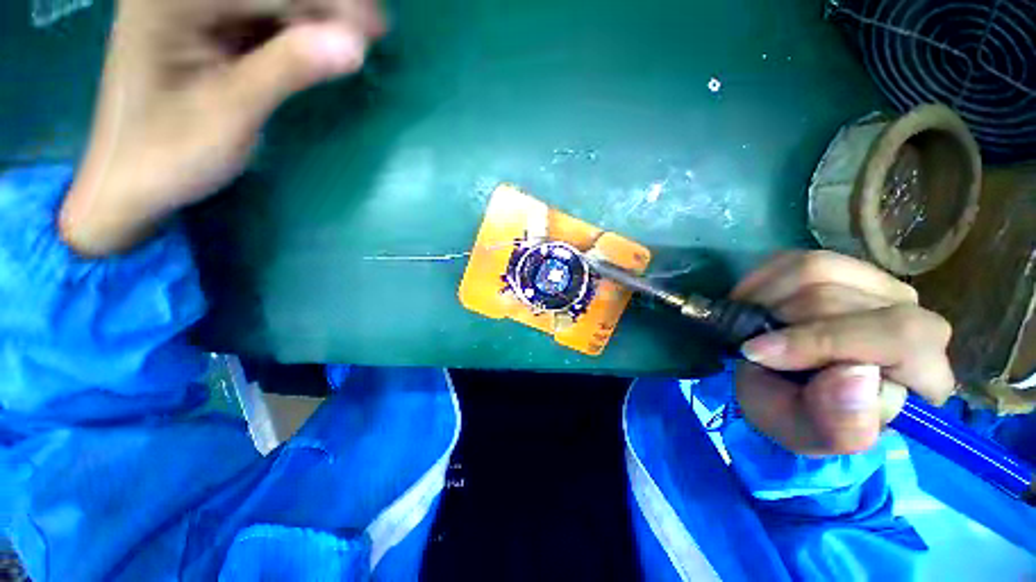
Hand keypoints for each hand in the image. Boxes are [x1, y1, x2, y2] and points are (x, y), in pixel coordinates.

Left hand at [60, 0, 385, 255]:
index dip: (327, 3)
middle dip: (325, 7)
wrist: (134, 176)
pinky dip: (298, 30)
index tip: (375, 29)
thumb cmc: (170, 152)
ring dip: (316, 17)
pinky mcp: (206, 24)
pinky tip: (322, 46)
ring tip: (356, 42)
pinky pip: (262, 15)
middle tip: (373, 32)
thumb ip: (287, 69)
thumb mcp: (231, 112)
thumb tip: (354, 44)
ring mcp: (194, 6)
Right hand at [732, 251, 954, 455]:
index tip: (759, 354)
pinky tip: (753, 303)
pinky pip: (794, 258)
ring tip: (751, 323)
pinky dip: (761, 280)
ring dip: (767, 299)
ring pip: (818, 270)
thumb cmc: (798, 415)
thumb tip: (857, 374)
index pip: (901, 336)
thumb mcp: (805, 433)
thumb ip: (839, 424)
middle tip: (751, 344)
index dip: (824, 341)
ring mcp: (879, 287)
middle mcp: (914, 320)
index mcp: (922, 374)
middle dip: (783, 323)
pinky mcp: (842, 268)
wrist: (785, 389)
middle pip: (846, 299)